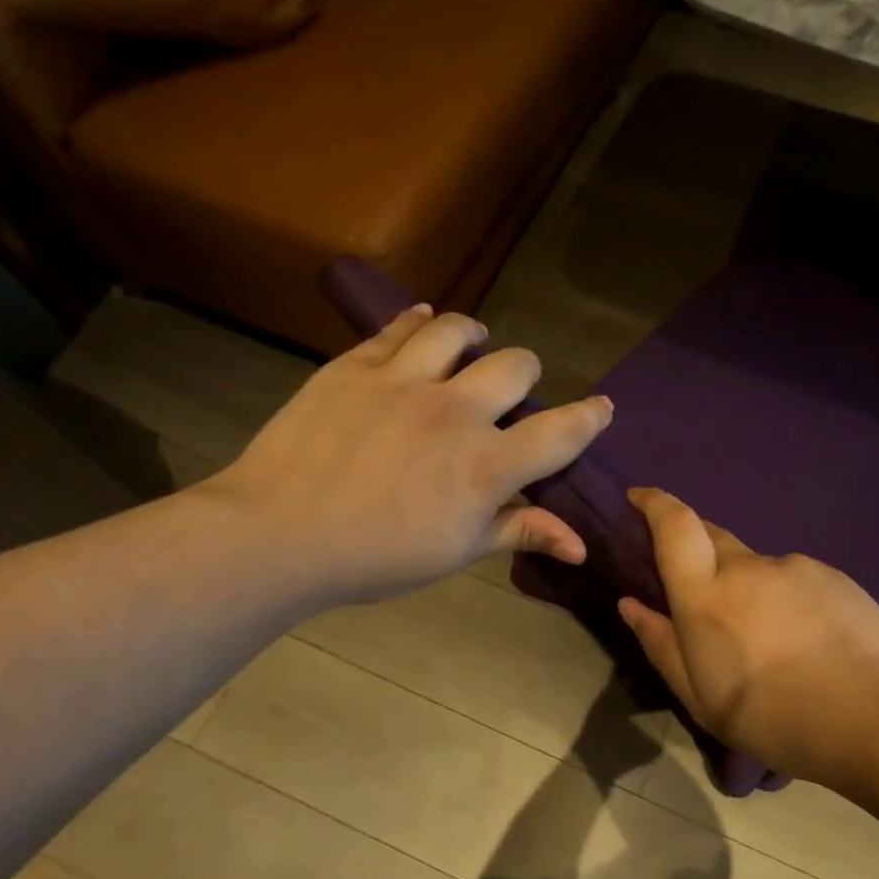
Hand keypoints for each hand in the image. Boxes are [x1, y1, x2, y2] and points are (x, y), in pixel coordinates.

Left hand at [210, 305, 611, 607]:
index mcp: (487, 467)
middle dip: (527, 375)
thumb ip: (520, 532)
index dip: (589, 417)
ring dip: (475, 336)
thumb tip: (581, 545)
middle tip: (511, 392)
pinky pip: (399, 327)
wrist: (277, 535)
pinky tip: (423, 323)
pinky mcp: (356, 365)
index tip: (601, 408)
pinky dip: (419, 321)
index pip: (561, 432)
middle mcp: (455, 412)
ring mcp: (404, 381)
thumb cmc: (374, 558)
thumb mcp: (455, 553)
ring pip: (458, 330)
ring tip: (471, 344)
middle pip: (517, 365)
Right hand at [617, 488, 878, 792]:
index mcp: (707, 596)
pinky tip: (806, 640)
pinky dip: (785, 598)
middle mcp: (748, 568)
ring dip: (748, 588)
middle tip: (701, 595)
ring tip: (766, 640)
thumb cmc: (776, 719)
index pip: (674, 525)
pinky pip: (794, 579)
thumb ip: (662, 645)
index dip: (653, 502)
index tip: (638, 497)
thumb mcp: (702, 699)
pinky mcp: (834, 577)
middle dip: (696, 551)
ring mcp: (796, 568)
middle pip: (712, 536)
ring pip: (757, 566)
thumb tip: (631, 604)